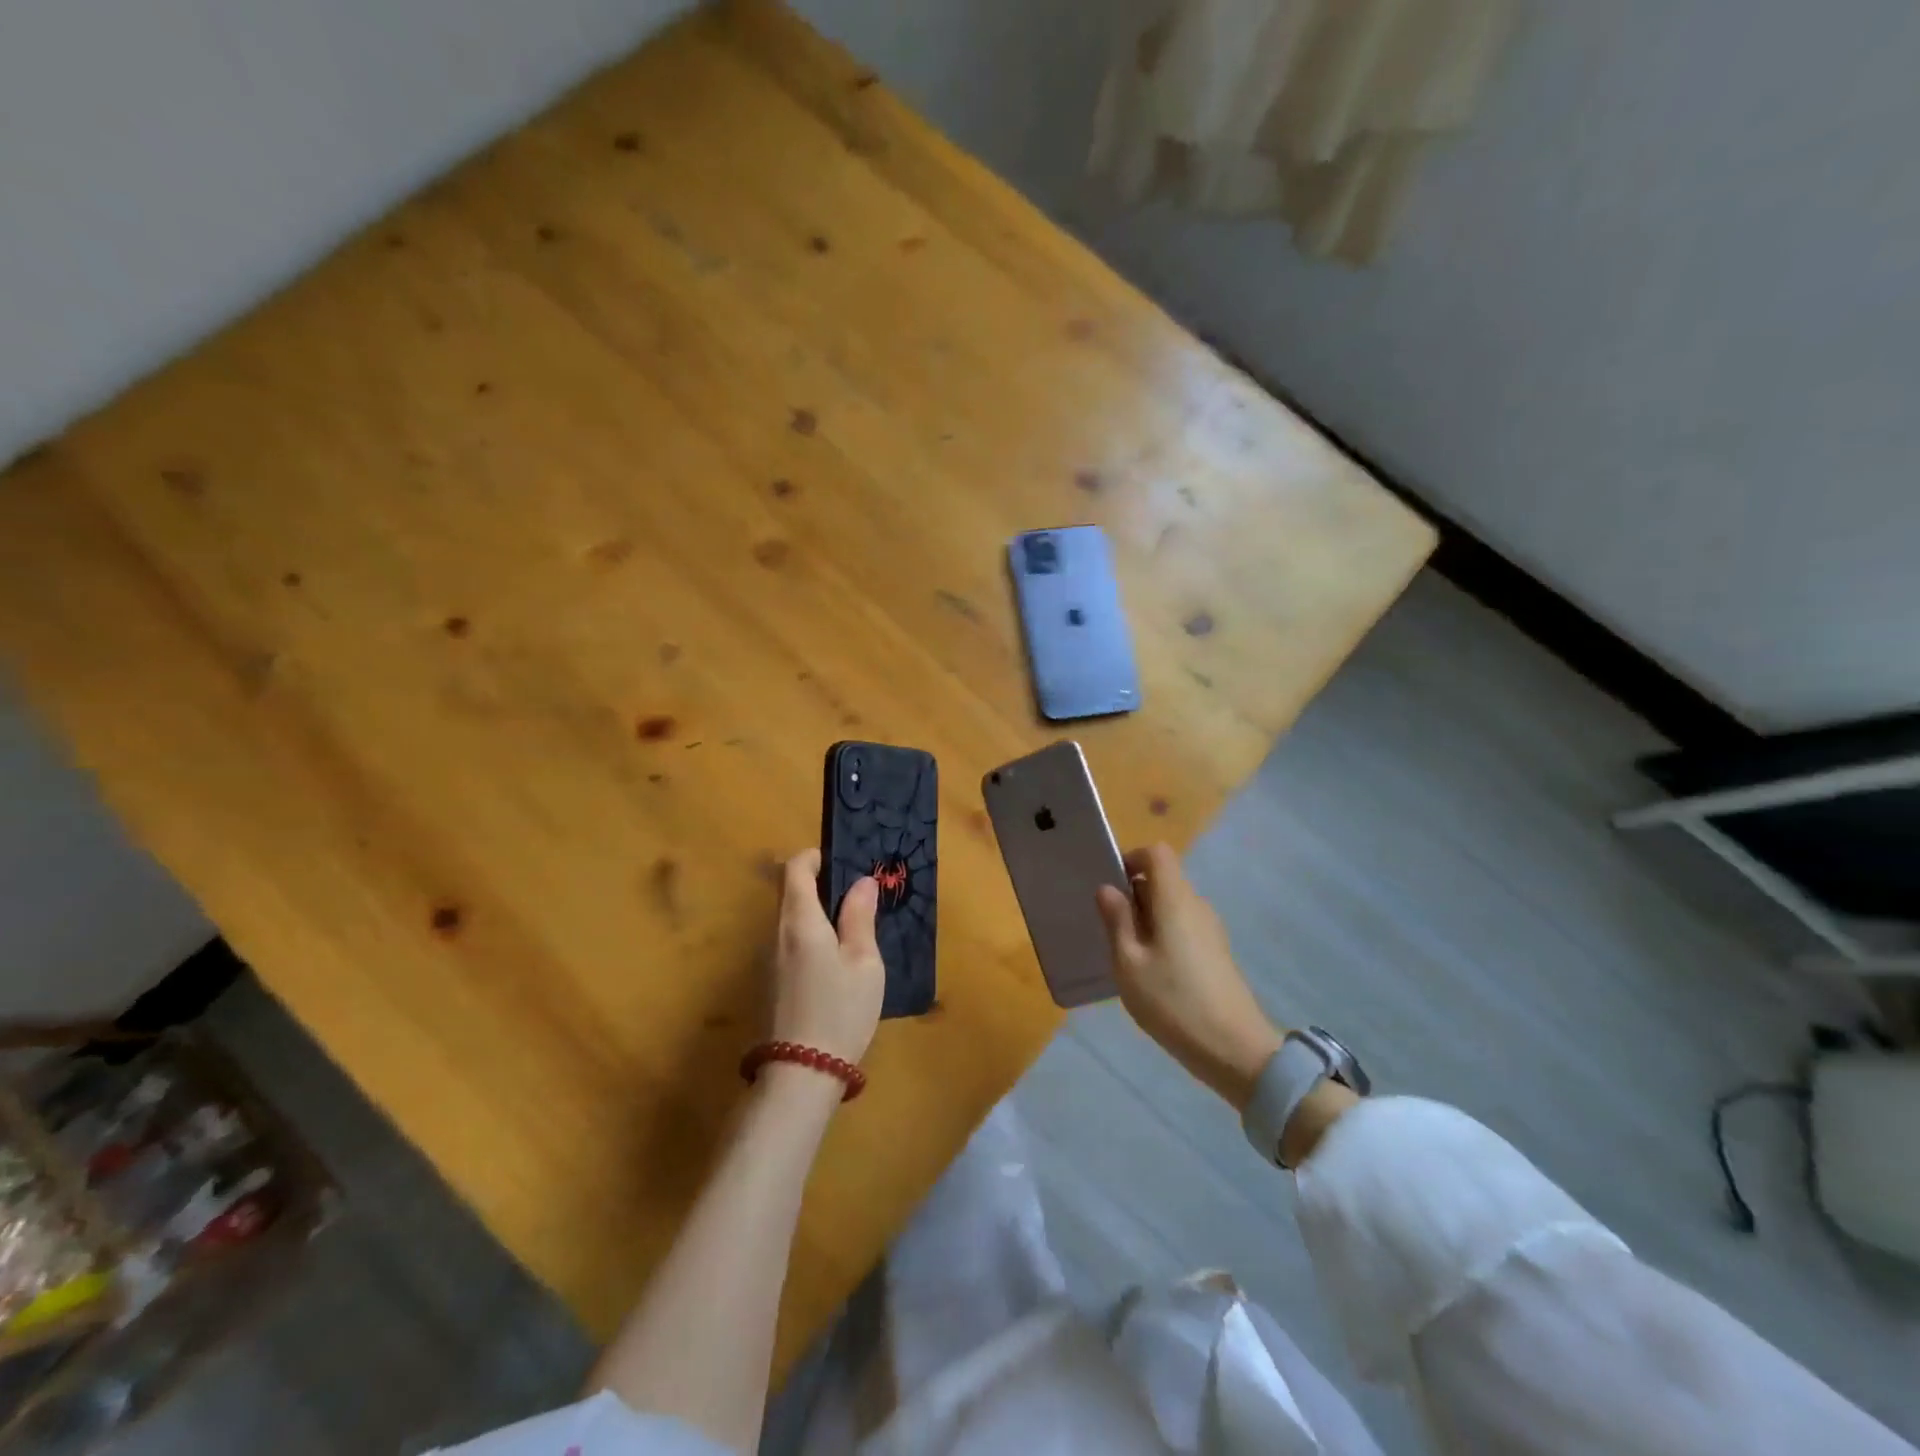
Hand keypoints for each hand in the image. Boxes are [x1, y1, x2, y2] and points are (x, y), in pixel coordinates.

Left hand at [770, 850, 884, 1067]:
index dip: (814, 858)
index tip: (841, 864)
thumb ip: (860, 918)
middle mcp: (775, 934)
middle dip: (818, 886)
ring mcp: (767, 961)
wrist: (800, 1074)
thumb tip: (861, 882)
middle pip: (788, 893)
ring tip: (850, 932)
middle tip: (855, 899)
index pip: (794, 869)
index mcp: (799, 921)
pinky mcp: (768, 984)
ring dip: (814, 915)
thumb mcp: (864, 963)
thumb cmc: (840, 1011)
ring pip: (788, 921)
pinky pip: (787, 944)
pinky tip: (834, 964)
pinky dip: (809, 938)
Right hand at [1095, 843, 1283, 1111]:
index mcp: (1175, 900)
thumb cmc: (1173, 1002)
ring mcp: (1210, 929)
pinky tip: (1152, 973)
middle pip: (1164, 879)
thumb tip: (1108, 888)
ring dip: (1146, 919)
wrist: (1235, 1050)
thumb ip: (1117, 920)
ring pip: (1172, 905)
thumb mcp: (1129, 963)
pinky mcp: (1216, 952)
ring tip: (1128, 955)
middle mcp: (1197, 905)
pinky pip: (1183, 926)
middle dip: (1134, 895)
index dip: (1132, 859)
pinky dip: (1163, 935)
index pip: (1157, 853)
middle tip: (1111, 929)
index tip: (1111, 886)